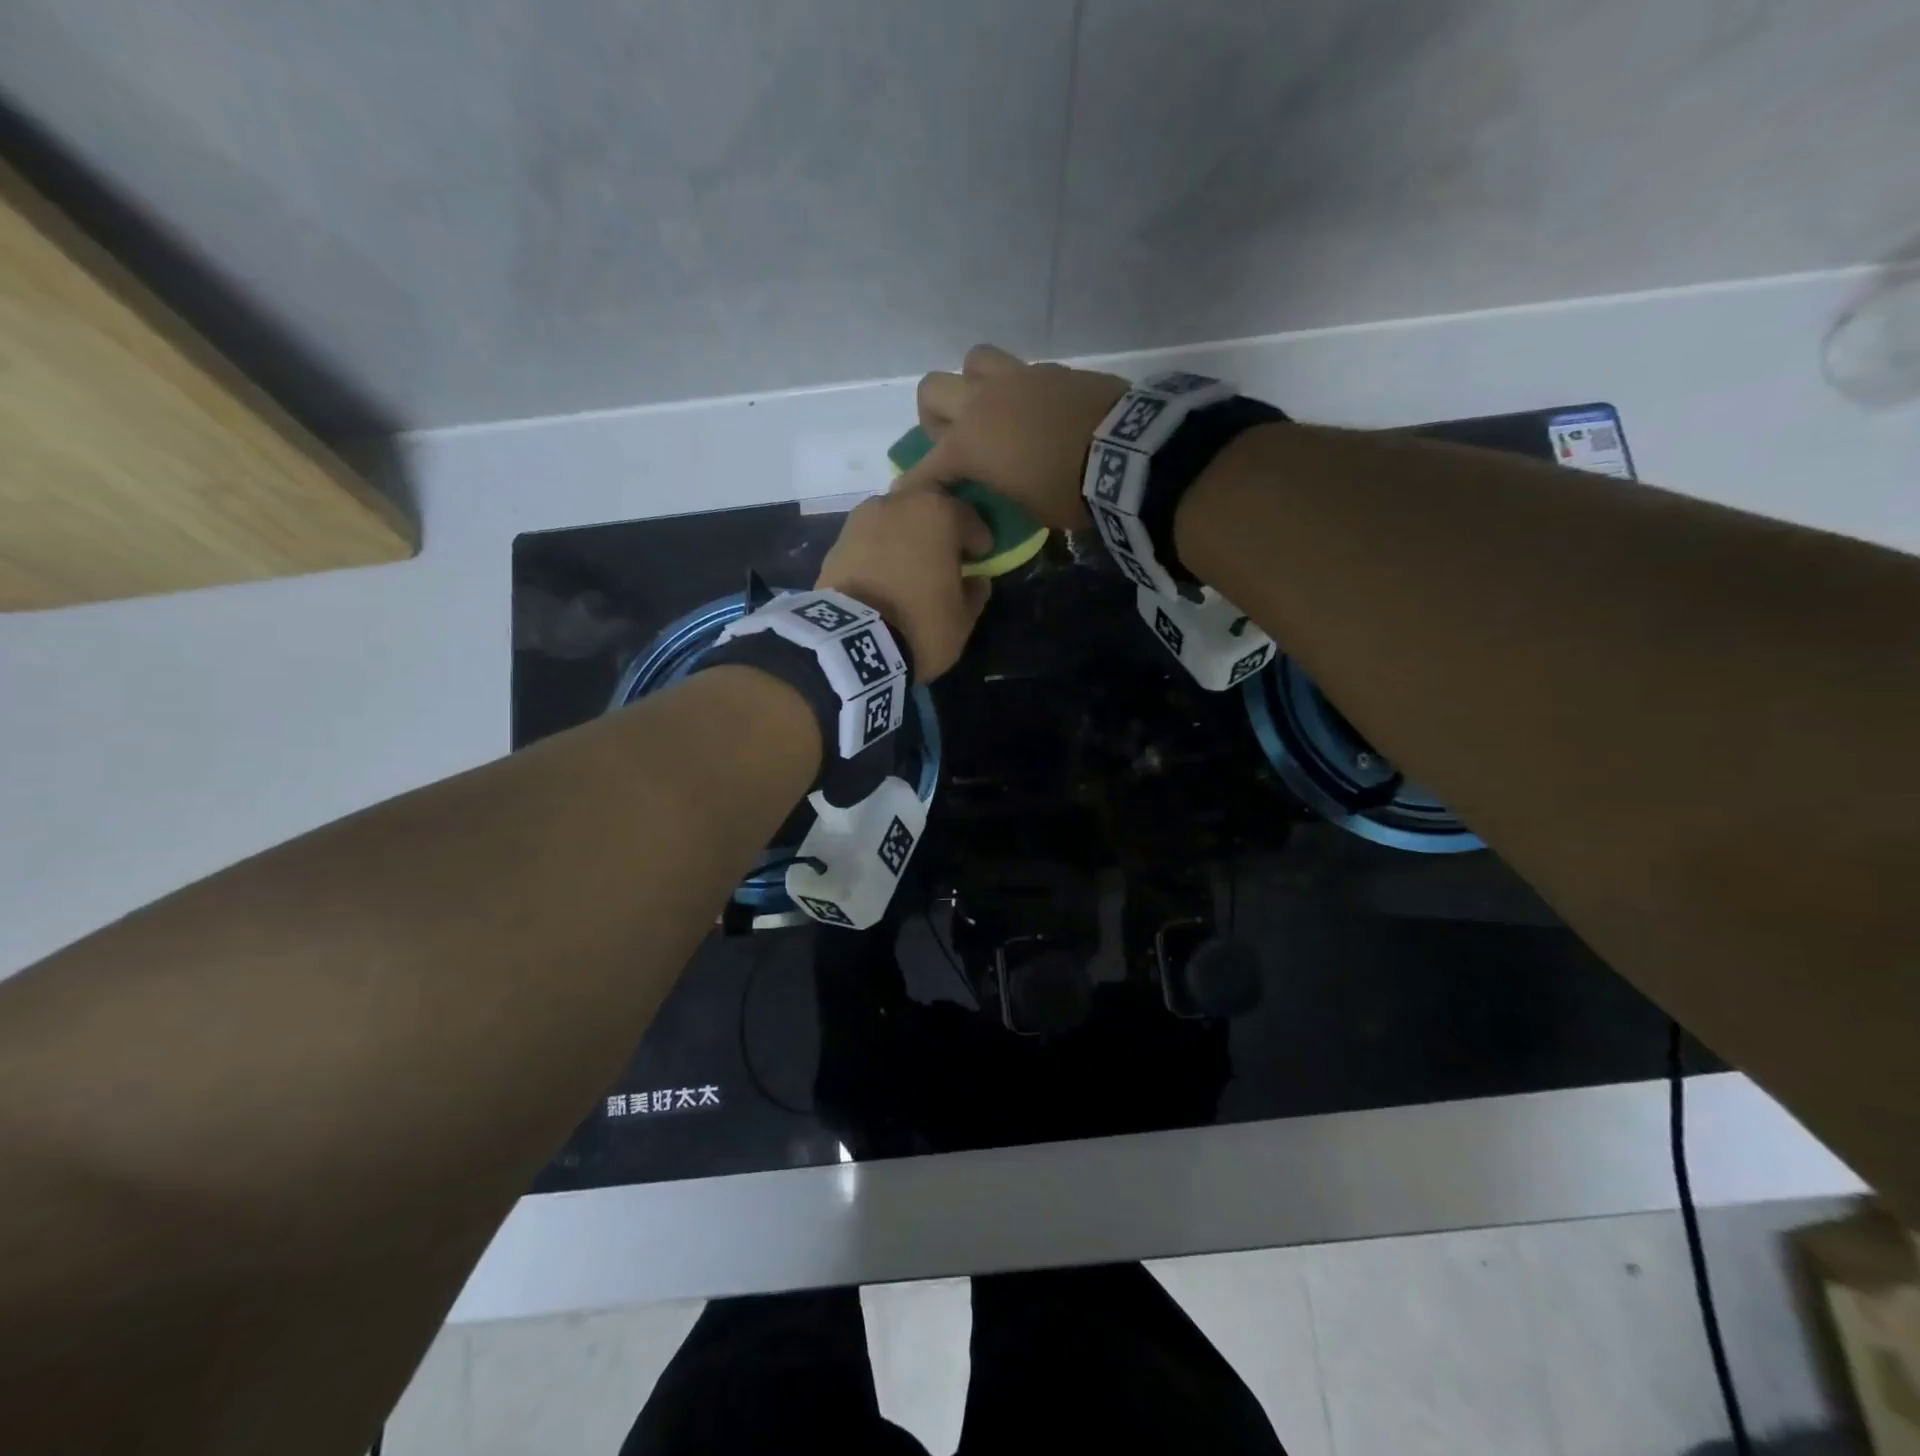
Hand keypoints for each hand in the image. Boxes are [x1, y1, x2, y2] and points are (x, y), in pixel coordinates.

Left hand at [816, 488, 993, 680]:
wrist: (852, 642)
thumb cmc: (921, 624)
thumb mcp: (963, 618)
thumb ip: (974, 592)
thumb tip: (975, 580)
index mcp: (939, 512)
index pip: (968, 517)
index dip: (978, 539)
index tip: (981, 557)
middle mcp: (899, 503)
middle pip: (927, 506)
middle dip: (939, 525)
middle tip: (945, 552)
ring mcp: (863, 518)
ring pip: (895, 518)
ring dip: (906, 534)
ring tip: (911, 564)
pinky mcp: (837, 542)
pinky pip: (870, 539)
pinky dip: (881, 550)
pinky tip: (885, 574)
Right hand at [905, 344, 1129, 530]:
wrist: (1124, 453)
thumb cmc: (1068, 493)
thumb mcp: (1026, 508)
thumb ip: (998, 490)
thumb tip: (995, 485)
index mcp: (969, 444)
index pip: (926, 466)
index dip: (913, 485)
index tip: (904, 496)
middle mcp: (982, 403)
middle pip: (932, 390)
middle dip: (935, 416)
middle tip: (955, 440)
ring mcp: (1017, 378)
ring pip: (973, 361)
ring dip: (974, 384)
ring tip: (994, 411)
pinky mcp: (1051, 370)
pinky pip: (1021, 371)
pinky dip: (1019, 391)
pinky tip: (1037, 412)